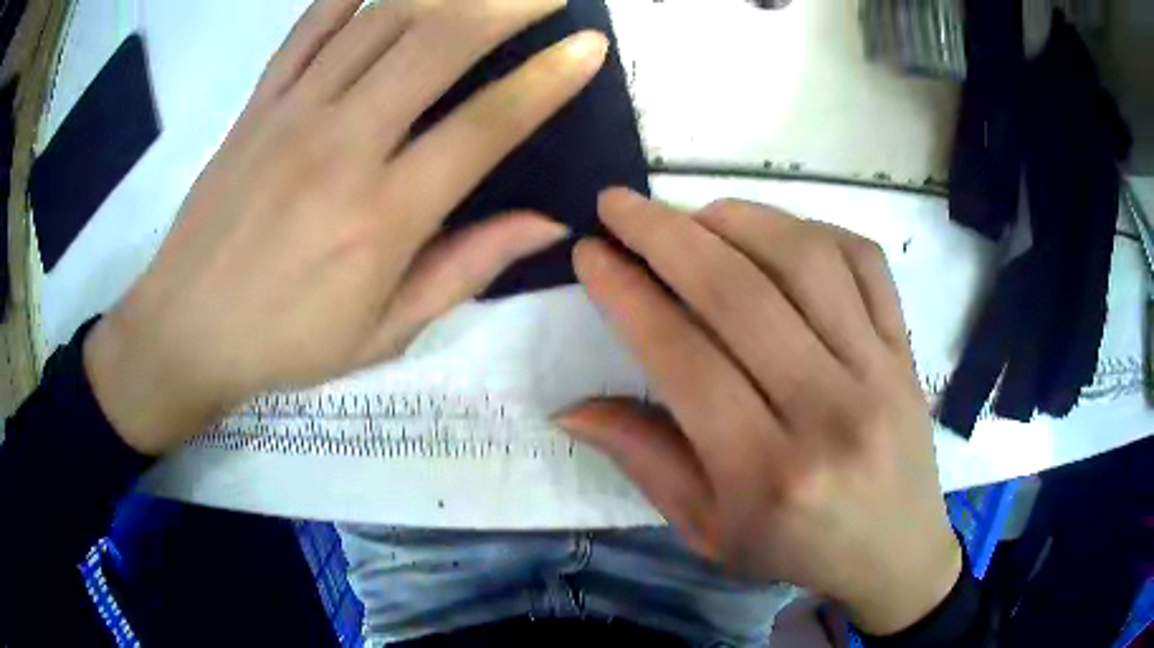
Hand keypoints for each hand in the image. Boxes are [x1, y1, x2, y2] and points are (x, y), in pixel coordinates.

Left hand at [83, 0, 607, 455]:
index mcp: (383, 215)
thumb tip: (547, 224)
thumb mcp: (385, 329)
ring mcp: (292, 113)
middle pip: (438, 44)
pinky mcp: (256, 104)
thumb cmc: (285, 342)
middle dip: (506, 3)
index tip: (589, 46)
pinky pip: (310, 27)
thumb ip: (466, 267)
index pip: (486, 125)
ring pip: (381, 22)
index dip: (548, 79)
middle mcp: (342, 146)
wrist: (184, 331)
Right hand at [556, 189, 961, 635]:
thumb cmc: (798, 550)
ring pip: (806, 260)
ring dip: (737, 220)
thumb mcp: (709, 531)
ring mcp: (880, 370)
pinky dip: (810, 229)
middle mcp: (830, 412)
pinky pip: (864, 260)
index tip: (591, 253)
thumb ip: (646, 461)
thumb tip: (570, 407)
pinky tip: (773, 234)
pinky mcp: (906, 347)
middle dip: (665, 235)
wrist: (896, 551)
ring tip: (693, 215)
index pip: (685, 359)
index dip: (628, 295)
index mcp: (769, 474)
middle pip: (739, 294)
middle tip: (619, 205)